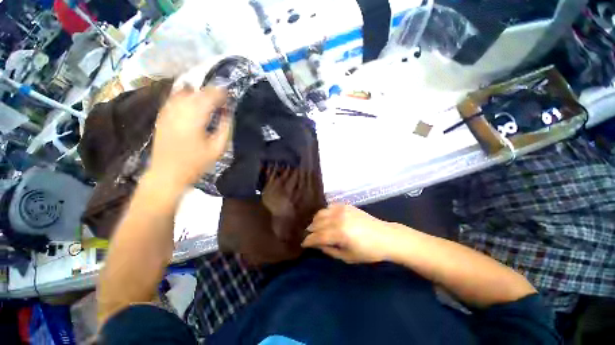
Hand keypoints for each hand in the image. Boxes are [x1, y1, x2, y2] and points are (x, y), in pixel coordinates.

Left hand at [149, 87, 230, 186]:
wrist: (167, 173)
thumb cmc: (196, 163)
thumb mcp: (218, 149)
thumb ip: (225, 128)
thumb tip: (228, 113)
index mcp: (195, 118)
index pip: (209, 97)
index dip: (221, 94)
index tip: (229, 96)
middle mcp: (180, 110)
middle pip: (197, 92)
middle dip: (211, 92)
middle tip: (221, 97)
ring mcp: (168, 111)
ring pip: (183, 92)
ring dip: (198, 92)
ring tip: (208, 98)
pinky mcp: (161, 116)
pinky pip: (173, 98)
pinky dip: (184, 95)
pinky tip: (191, 100)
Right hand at [302, 204, 399, 263]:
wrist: (385, 236)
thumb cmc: (368, 251)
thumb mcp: (347, 257)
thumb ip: (330, 250)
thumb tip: (317, 244)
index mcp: (339, 233)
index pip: (317, 236)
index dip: (308, 241)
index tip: (303, 244)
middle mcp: (338, 219)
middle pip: (317, 223)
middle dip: (310, 231)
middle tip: (309, 236)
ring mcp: (342, 210)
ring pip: (321, 213)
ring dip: (315, 221)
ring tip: (316, 227)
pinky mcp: (346, 205)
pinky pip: (329, 207)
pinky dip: (324, 213)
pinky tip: (326, 219)